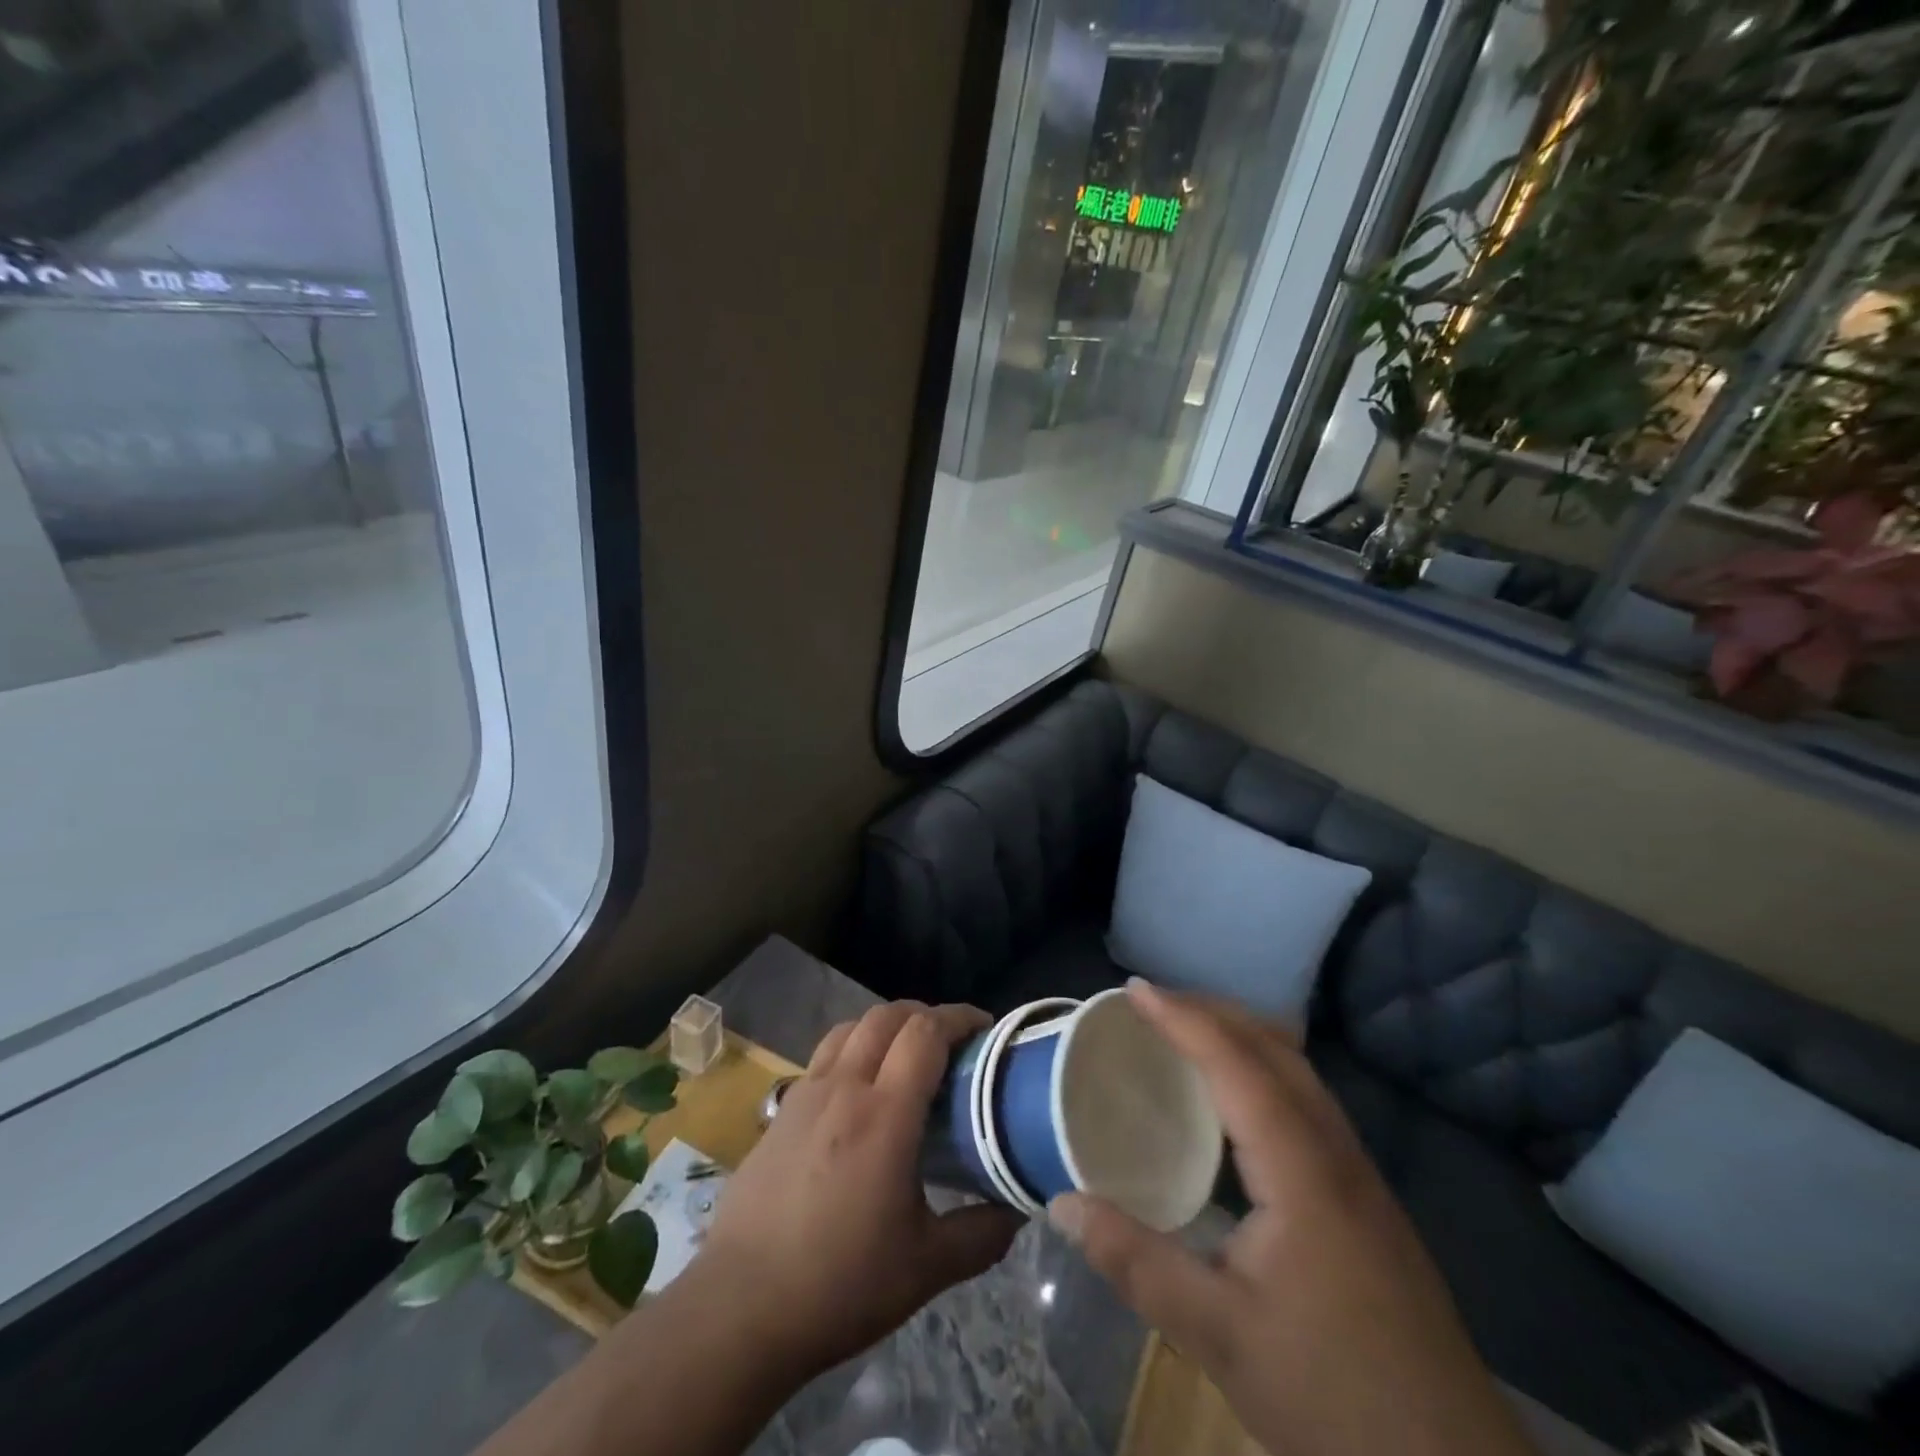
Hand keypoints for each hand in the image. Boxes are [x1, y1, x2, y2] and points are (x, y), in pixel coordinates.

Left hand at [695, 1001, 1021, 1378]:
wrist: (741, 1308)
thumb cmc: (840, 1284)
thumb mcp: (926, 1268)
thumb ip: (981, 1235)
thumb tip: (1017, 1211)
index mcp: (884, 1114)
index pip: (926, 1033)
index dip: (959, 1018)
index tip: (985, 1028)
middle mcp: (844, 1087)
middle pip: (887, 1016)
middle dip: (925, 1015)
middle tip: (952, 1043)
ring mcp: (806, 1094)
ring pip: (851, 1027)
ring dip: (886, 1025)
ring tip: (906, 1055)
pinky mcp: (781, 1111)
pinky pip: (824, 1055)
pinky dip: (853, 1048)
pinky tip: (860, 1090)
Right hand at [1049, 982, 1534, 1455]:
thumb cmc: (1332, 1397)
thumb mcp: (1218, 1336)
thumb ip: (1136, 1263)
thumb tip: (1063, 1204)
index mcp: (1302, 1171)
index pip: (1238, 1064)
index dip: (1184, 1019)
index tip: (1133, 991)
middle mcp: (1336, 1153)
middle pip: (1276, 1049)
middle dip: (1212, 1011)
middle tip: (1151, 1005)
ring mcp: (1359, 1175)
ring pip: (1298, 1072)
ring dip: (1240, 1036)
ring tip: (1185, 1036)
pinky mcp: (1365, 1198)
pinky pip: (1306, 1101)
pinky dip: (1261, 1071)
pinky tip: (1234, 1105)